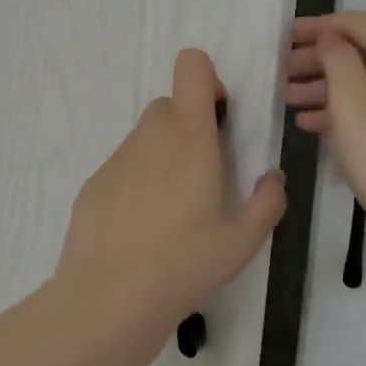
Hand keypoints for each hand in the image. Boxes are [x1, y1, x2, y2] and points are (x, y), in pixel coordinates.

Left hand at [58, 48, 285, 326]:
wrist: (110, 298)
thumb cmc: (185, 262)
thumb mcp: (244, 241)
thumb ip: (267, 201)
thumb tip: (271, 178)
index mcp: (190, 136)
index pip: (191, 67)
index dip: (207, 80)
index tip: (218, 118)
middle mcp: (150, 136)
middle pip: (169, 105)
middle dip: (189, 126)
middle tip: (203, 175)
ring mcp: (117, 158)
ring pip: (146, 138)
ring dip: (163, 156)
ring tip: (172, 212)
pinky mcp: (93, 183)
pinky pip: (123, 167)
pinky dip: (136, 182)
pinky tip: (140, 229)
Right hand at [287, 12, 365, 262]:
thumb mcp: (352, 103)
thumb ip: (337, 60)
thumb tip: (330, 36)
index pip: (360, 24)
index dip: (318, 26)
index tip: (283, 36)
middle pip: (365, 52)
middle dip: (319, 59)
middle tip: (281, 71)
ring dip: (327, 86)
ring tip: (287, 98)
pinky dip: (347, 110)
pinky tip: (311, 123)